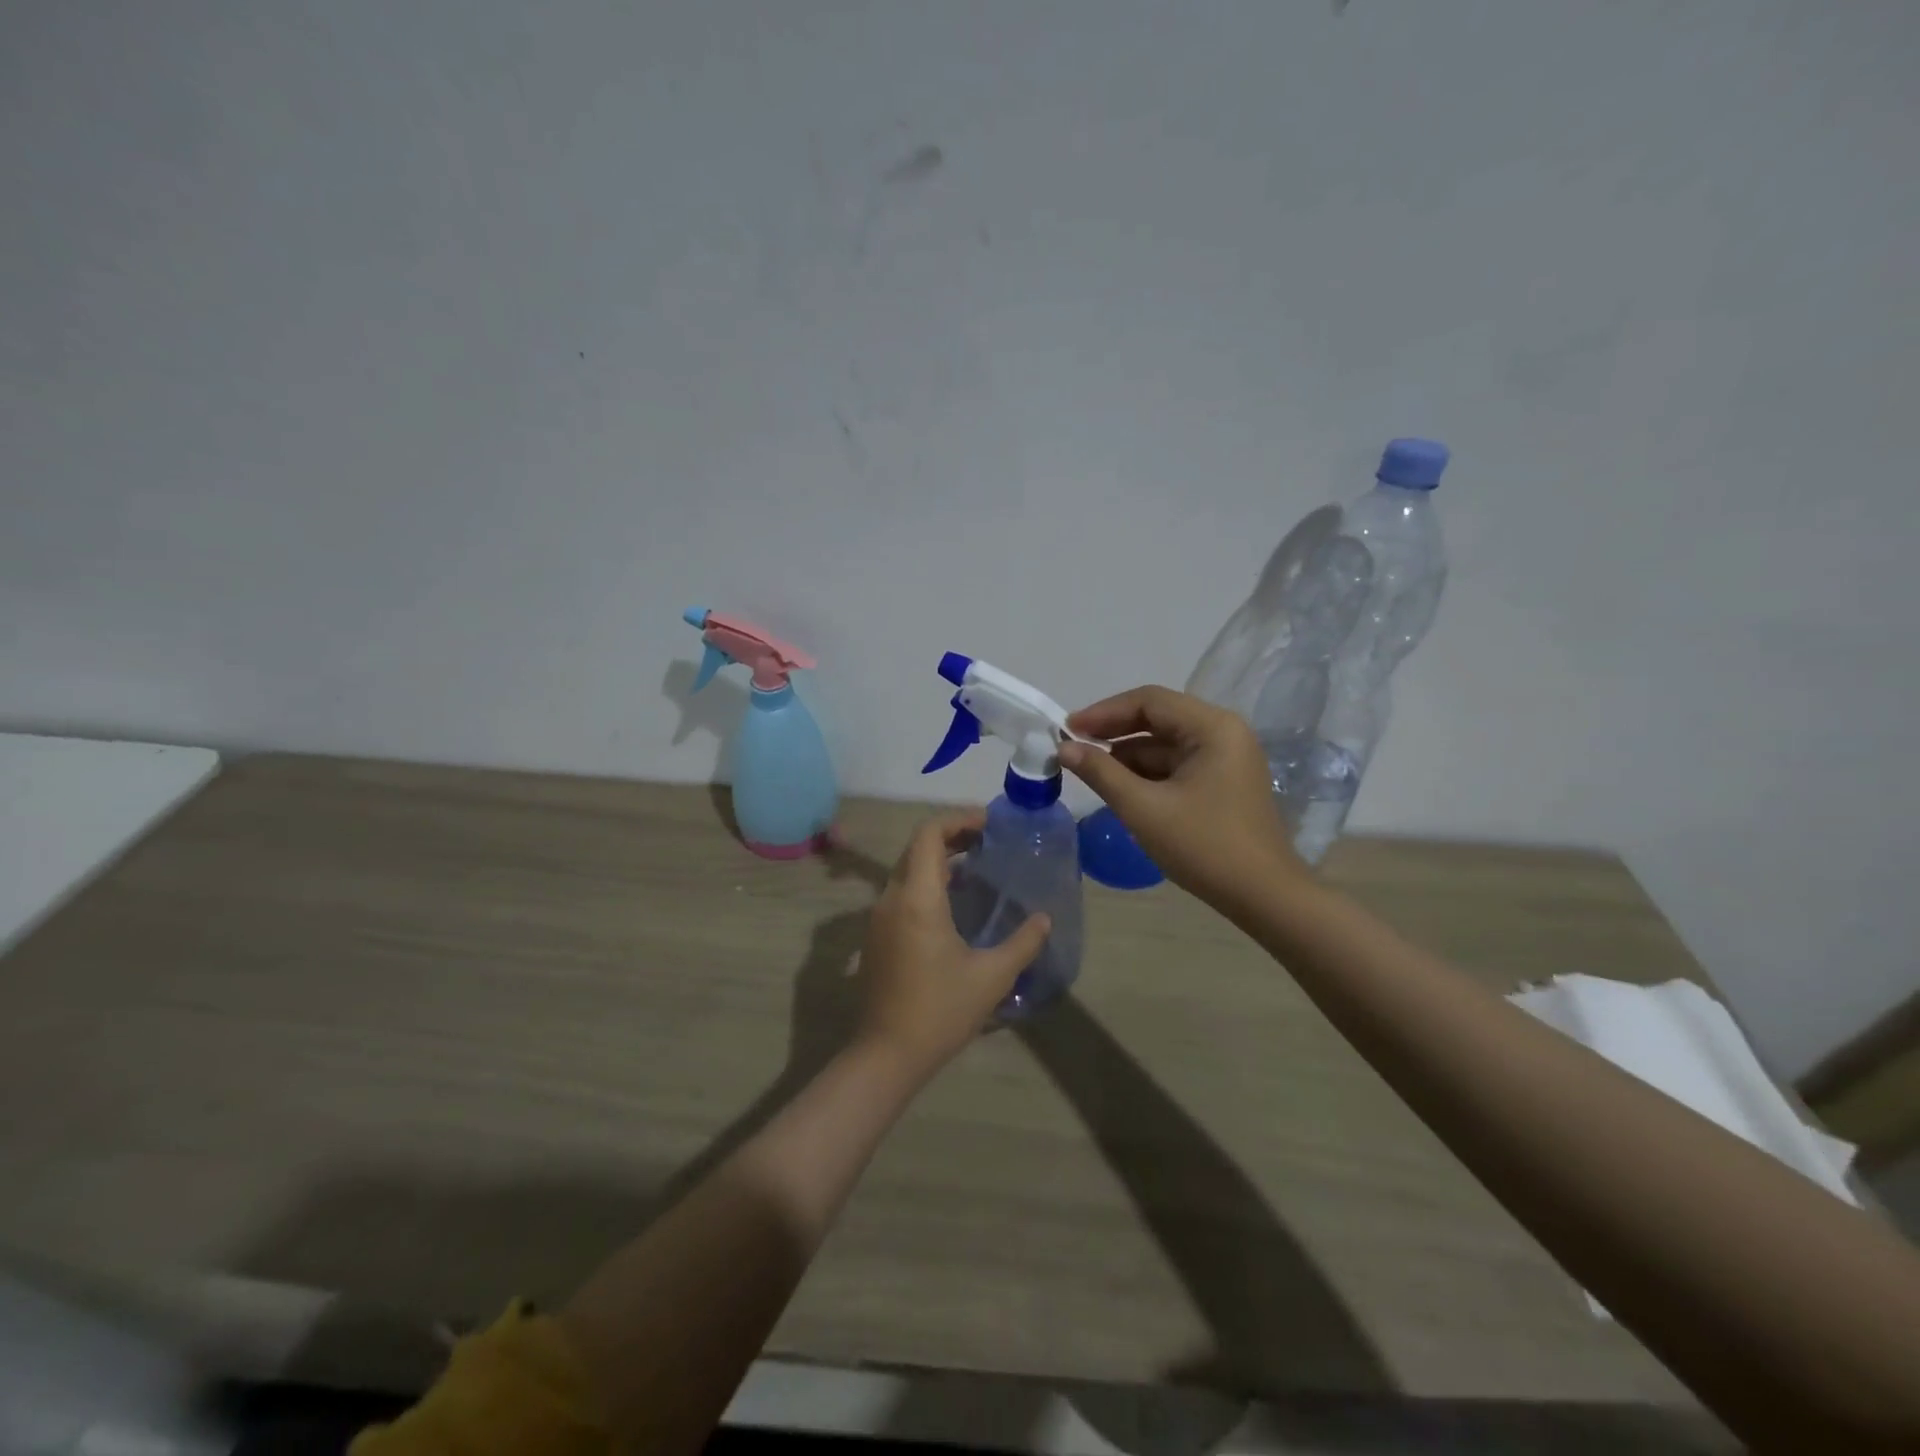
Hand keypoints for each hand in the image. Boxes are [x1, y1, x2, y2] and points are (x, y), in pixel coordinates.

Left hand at [854, 810, 1050, 1078]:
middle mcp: (892, 898)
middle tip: (989, 842)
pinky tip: (955, 903)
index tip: (990, 824)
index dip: (959, 819)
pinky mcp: (877, 935)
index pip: (929, 834)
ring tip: (977, 867)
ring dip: (939, 859)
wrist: (887, 1054)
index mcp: (918, 898)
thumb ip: (1023, 942)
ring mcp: (879, 917)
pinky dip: (927, 881)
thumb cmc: (940, 1011)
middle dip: (952, 835)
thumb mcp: (992, 977)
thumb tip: (1045, 918)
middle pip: (918, 847)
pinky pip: (902, 891)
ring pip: (908, 868)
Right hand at [1059, 685, 1305, 911]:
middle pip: (1159, 718)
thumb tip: (1063, 747)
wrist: (1263, 897)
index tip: (1067, 729)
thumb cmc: (1203, 846)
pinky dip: (1147, 772)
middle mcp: (1224, 732)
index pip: (1149, 701)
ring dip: (1128, 754)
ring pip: (1166, 743)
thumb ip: (1100, 772)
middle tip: (1072, 746)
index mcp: (1213, 727)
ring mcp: (1227, 757)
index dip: (1104, 712)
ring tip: (1089, 770)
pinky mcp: (1224, 781)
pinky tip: (1120, 786)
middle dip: (1114, 732)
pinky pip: (1177, 764)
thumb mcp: (1143, 808)